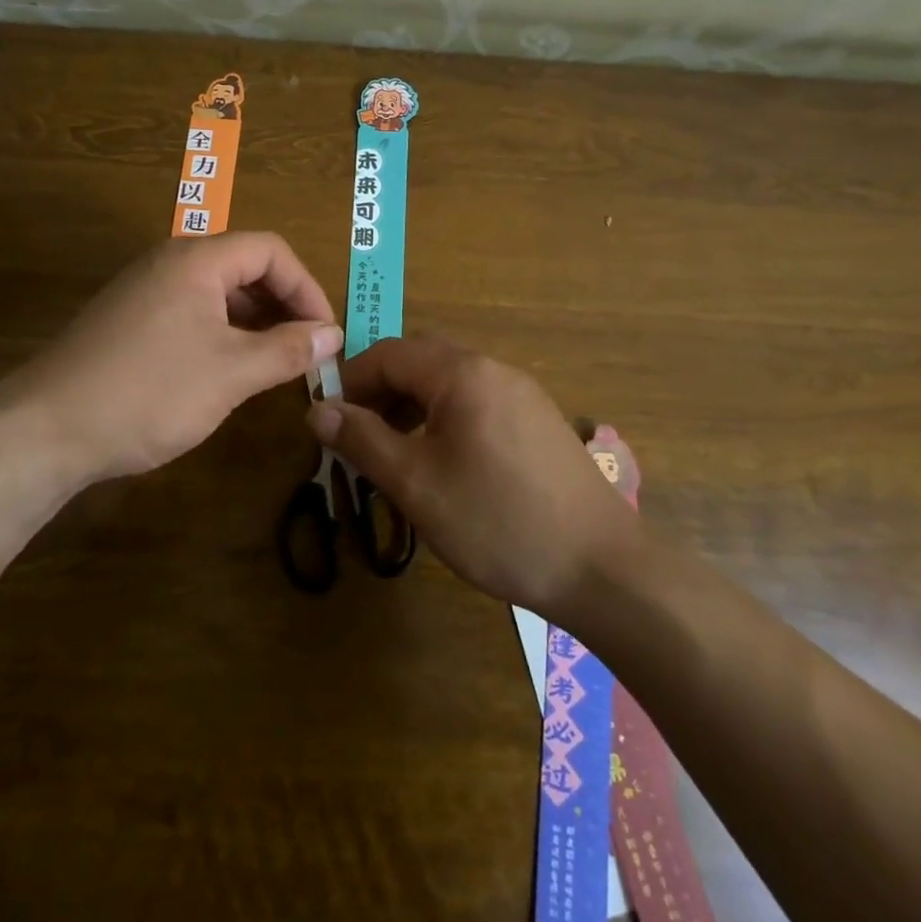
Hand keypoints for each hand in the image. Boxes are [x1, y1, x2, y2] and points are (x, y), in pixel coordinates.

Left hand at [0, 232, 340, 491]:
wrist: (45, 430)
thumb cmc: (149, 392)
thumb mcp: (231, 372)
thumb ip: (288, 350)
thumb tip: (333, 335)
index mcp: (197, 260)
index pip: (271, 251)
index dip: (307, 288)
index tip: (325, 335)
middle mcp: (169, 263)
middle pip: (244, 267)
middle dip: (282, 306)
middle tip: (304, 352)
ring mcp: (143, 291)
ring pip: (217, 293)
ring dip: (253, 323)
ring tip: (273, 366)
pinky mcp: (127, 321)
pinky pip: (190, 313)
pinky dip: (221, 335)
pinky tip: (226, 373)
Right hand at [308, 336, 631, 615]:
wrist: (603, 568)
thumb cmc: (498, 521)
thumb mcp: (417, 483)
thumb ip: (363, 440)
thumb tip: (318, 409)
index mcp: (462, 373)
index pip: (389, 353)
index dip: (351, 381)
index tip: (327, 420)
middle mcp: (494, 369)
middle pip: (421, 361)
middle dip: (381, 392)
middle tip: (357, 438)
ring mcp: (523, 394)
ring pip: (450, 383)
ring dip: (413, 407)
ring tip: (394, 454)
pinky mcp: (539, 422)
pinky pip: (478, 403)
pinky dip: (445, 420)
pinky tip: (443, 464)